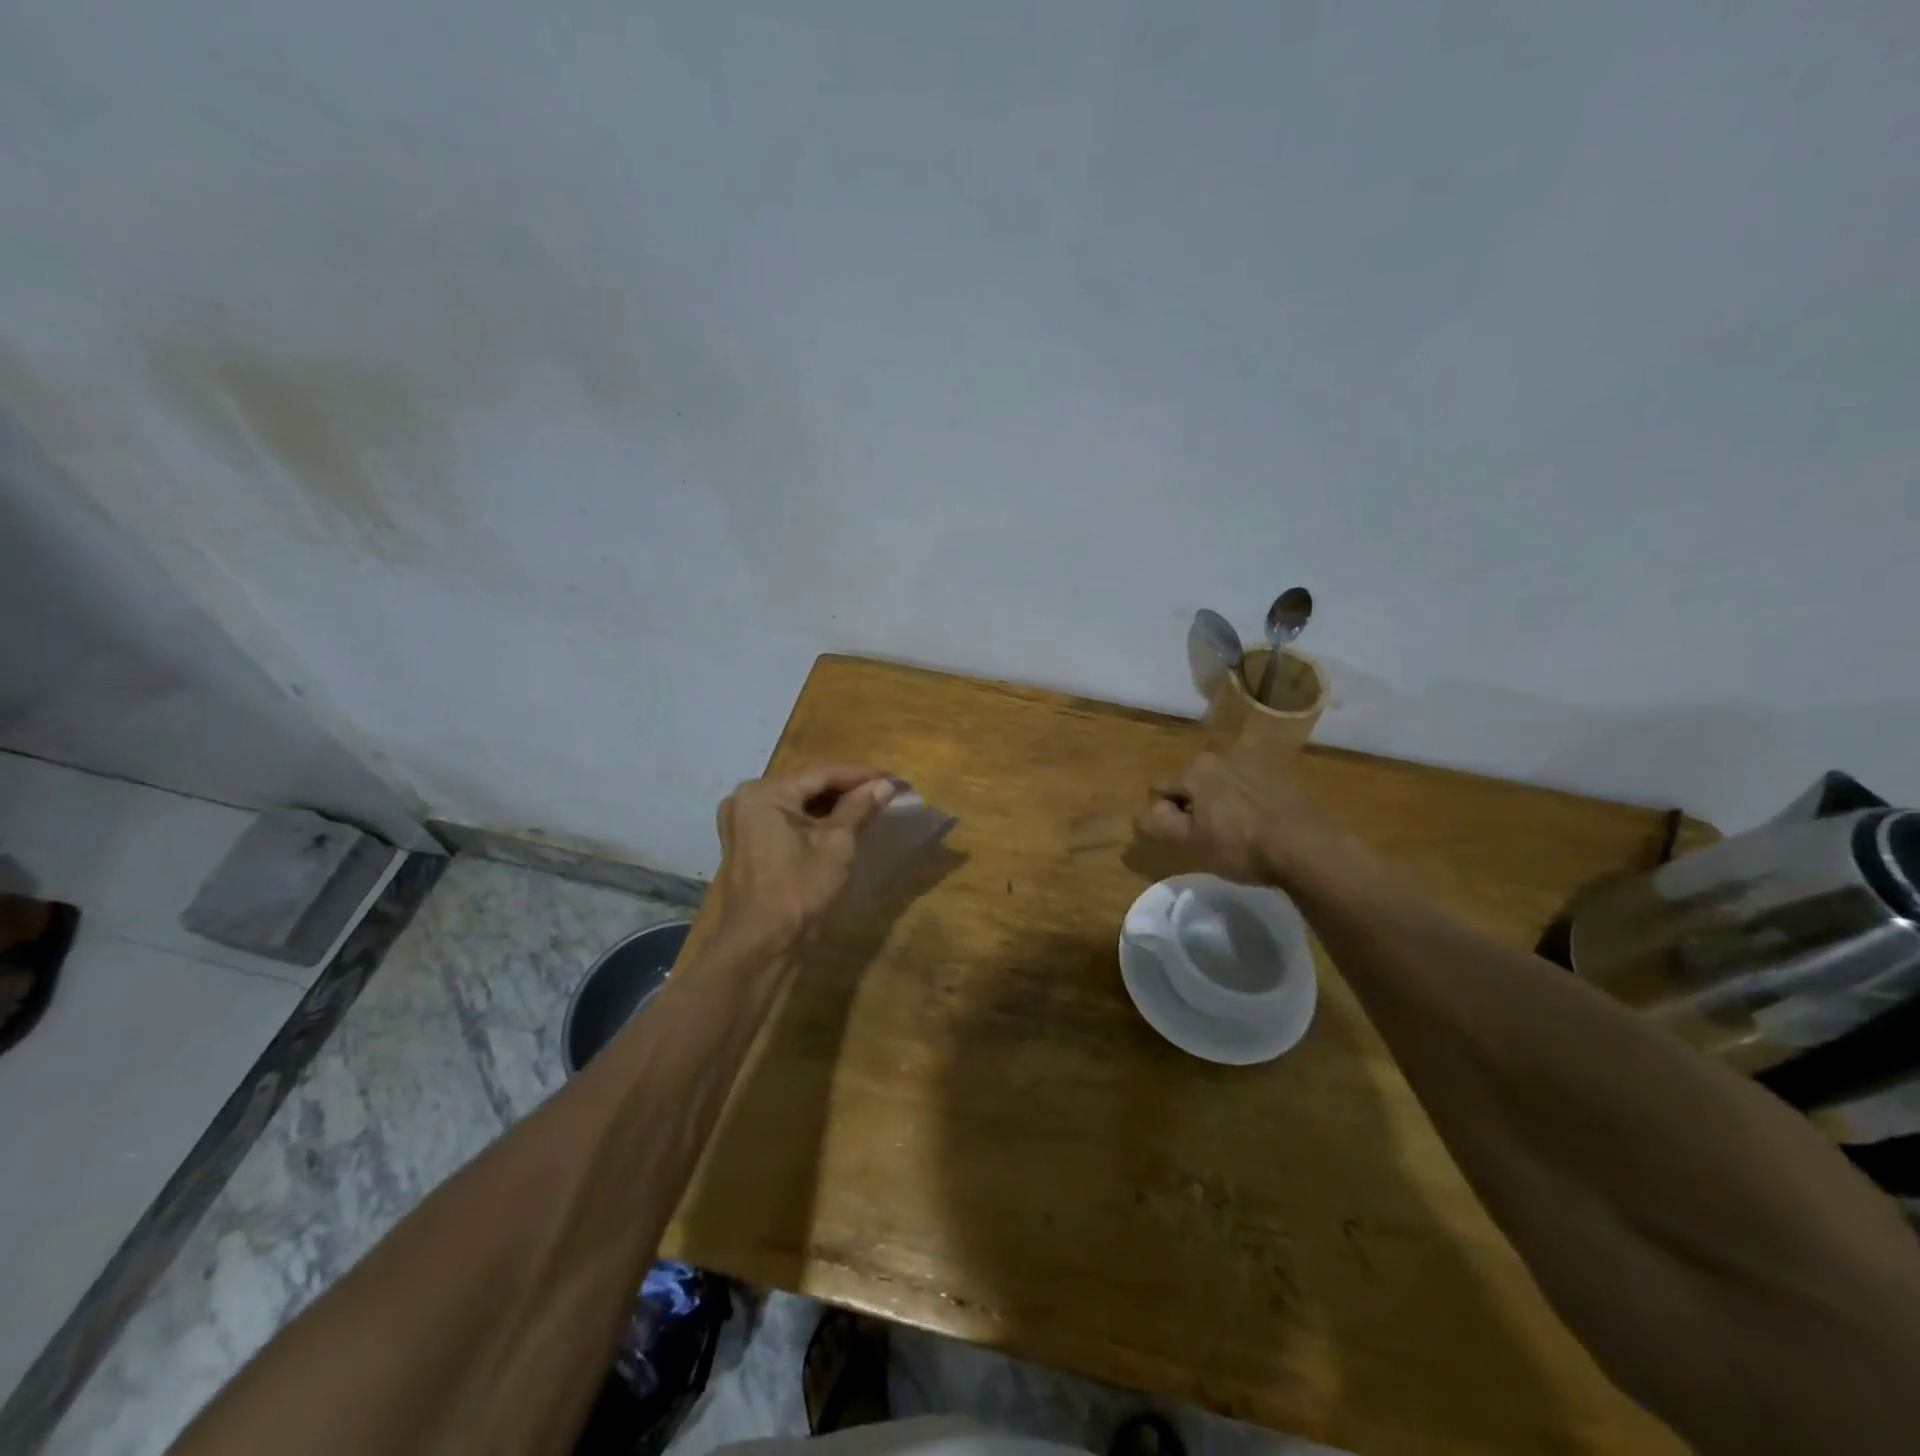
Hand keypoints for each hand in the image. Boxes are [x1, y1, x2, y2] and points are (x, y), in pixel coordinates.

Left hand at [710, 765, 896, 955]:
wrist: (764, 945)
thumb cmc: (800, 888)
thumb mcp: (836, 844)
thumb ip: (859, 808)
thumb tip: (885, 785)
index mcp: (763, 793)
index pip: (821, 774)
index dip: (860, 776)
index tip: (893, 778)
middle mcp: (745, 801)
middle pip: (807, 788)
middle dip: (846, 791)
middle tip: (884, 792)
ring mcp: (742, 825)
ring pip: (797, 806)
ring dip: (832, 808)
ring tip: (870, 807)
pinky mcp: (747, 846)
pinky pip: (786, 823)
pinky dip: (813, 823)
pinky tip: (842, 825)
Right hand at [1134, 750, 1341, 887]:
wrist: (1306, 847)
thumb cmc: (1239, 846)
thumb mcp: (1189, 842)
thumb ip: (1158, 823)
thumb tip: (1143, 813)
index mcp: (1195, 769)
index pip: (1159, 788)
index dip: (1164, 815)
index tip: (1183, 838)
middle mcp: (1221, 756)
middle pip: (1191, 782)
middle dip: (1193, 806)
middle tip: (1208, 837)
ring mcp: (1254, 763)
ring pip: (1221, 784)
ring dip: (1220, 803)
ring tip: (1236, 834)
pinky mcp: (1280, 775)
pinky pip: (1248, 788)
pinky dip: (1246, 803)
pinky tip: (1259, 827)